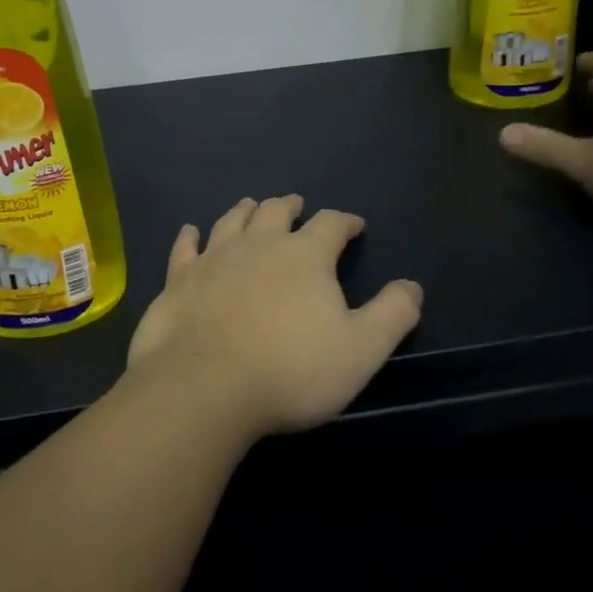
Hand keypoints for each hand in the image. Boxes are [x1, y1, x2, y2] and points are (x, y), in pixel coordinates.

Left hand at [125, 195, 422, 439]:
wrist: (205, 387)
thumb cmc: (291, 371)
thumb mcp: (361, 350)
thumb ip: (392, 314)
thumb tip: (412, 286)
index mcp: (304, 255)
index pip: (331, 224)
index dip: (345, 221)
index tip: (354, 224)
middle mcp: (258, 244)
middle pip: (276, 212)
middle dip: (290, 206)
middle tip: (297, 204)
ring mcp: (214, 258)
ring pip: (232, 221)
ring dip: (245, 211)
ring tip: (250, 205)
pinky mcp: (179, 279)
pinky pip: (185, 248)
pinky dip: (190, 237)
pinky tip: (190, 231)